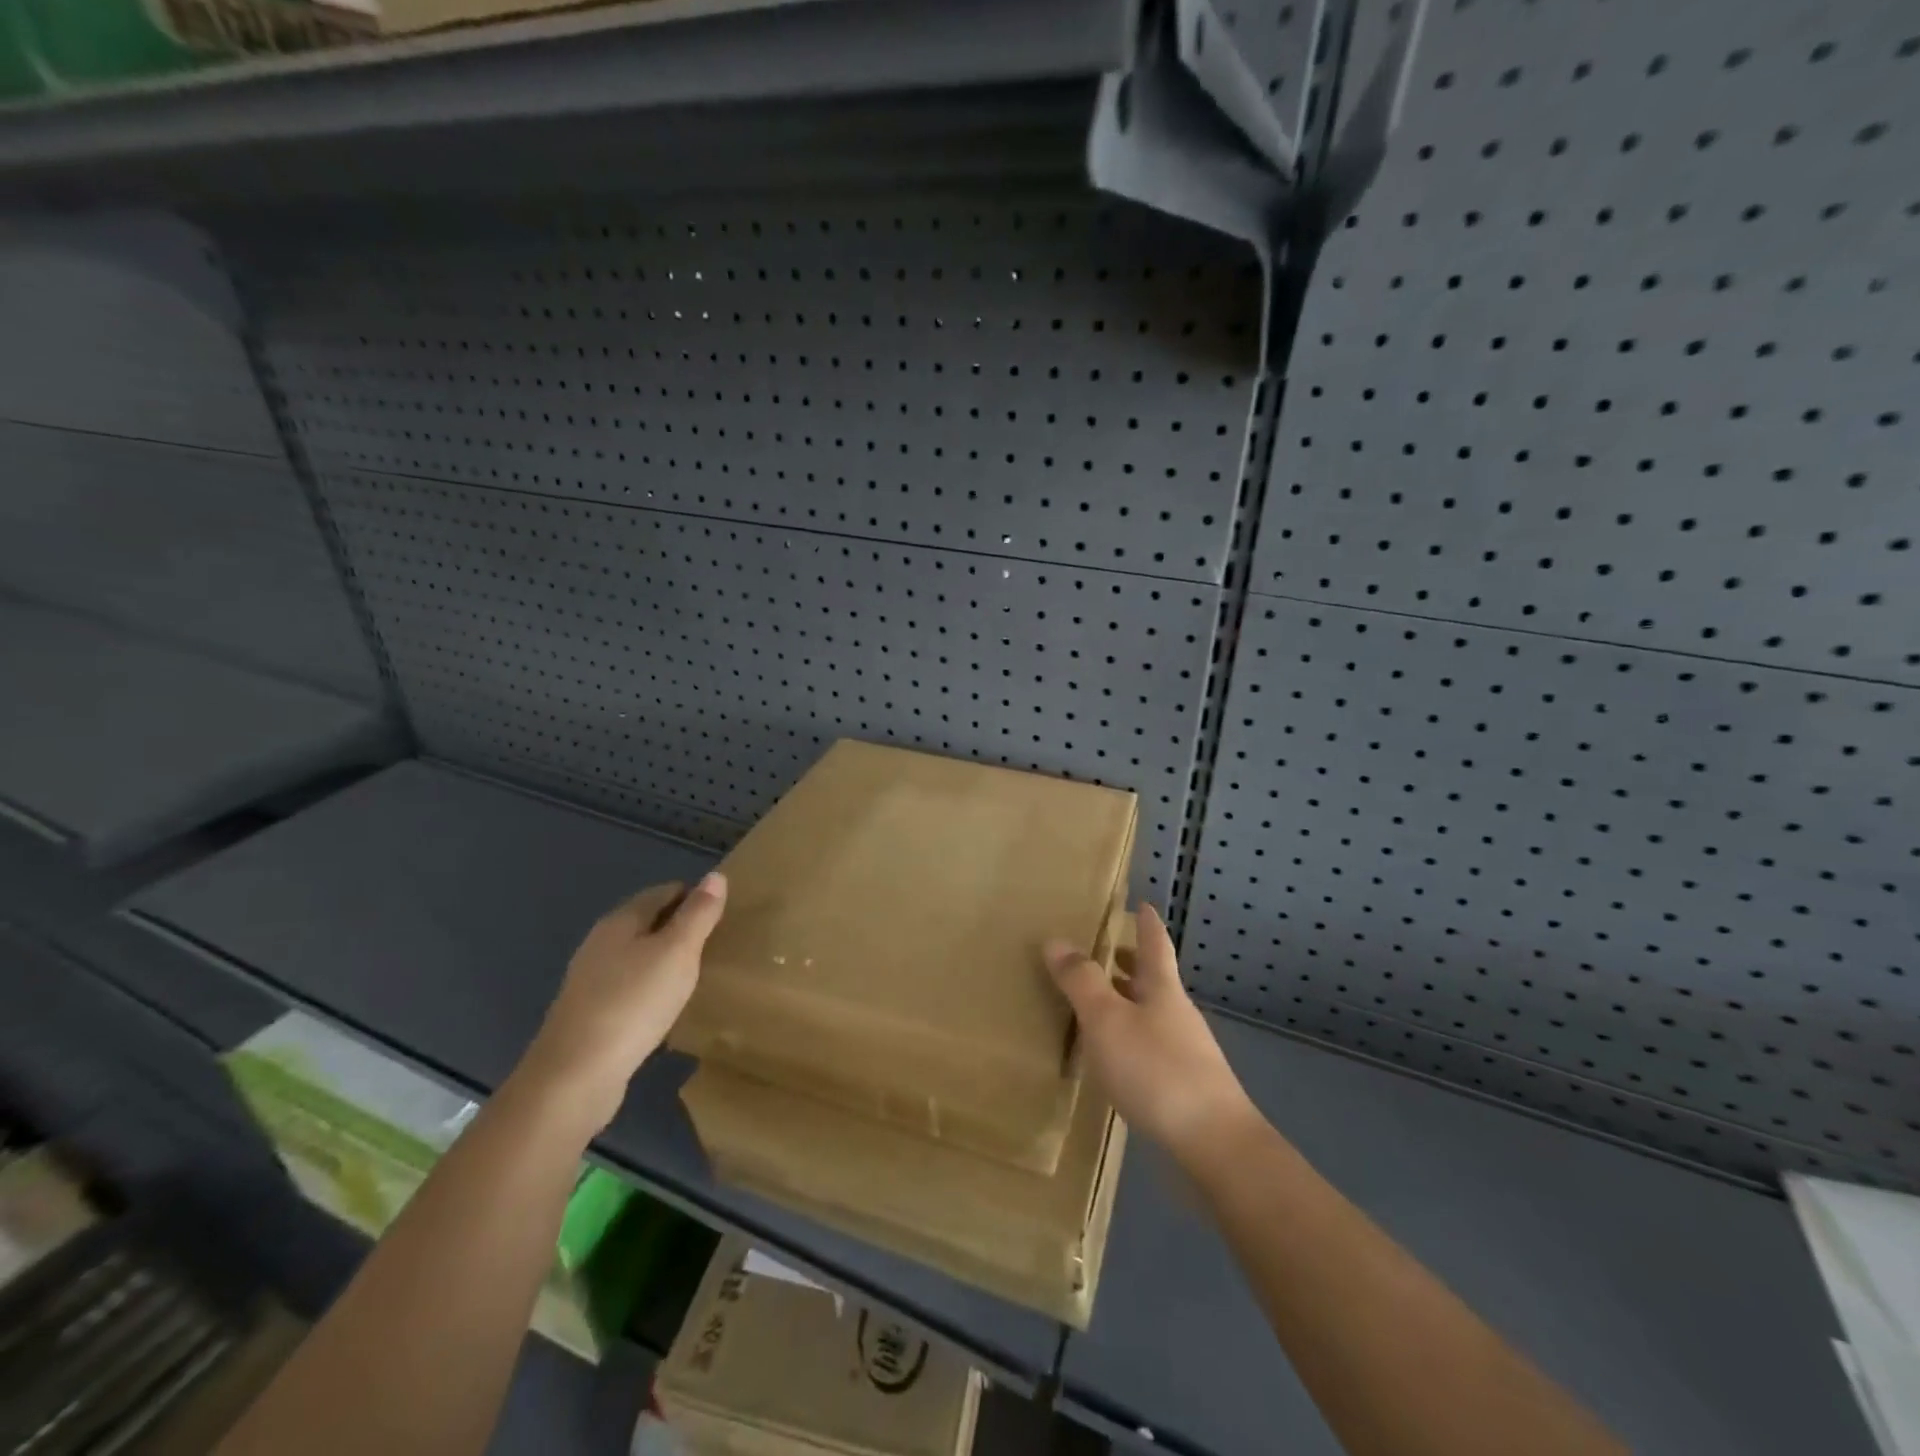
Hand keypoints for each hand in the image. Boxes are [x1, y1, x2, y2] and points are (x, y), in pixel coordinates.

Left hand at [520, 873, 727, 1129]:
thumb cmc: (633, 1003)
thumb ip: (698, 914)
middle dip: (681, 927)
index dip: (696, 897)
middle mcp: (601, 942)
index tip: (725, 915)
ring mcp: (591, 979)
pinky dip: (651, 987)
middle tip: (717, 944)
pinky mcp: (590, 1013)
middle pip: (649, 921)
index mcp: (621, 921)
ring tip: (698, 974)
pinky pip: (629, 986)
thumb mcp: (677, 952)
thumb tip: (716, 875)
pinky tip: (666, 1006)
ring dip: (666, 958)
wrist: (574, 1077)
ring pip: (638, 955)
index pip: (665, 891)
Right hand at [1047, 904, 1254, 1161]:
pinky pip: (1150, 1049)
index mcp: (1163, 990)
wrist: (1213, 1146)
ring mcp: (1185, 1053)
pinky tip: (1114, 1059)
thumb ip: (1081, 981)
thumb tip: (1057, 940)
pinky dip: (1130, 1040)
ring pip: (1152, 1015)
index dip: (1146, 924)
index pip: (1155, 945)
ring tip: (1100, 1004)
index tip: (1142, 904)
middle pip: (1155, 980)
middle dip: (1133, 964)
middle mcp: (1177, 1015)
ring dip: (1129, 1003)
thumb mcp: (1107, 1020)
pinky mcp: (1184, 1088)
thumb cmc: (1156, 1070)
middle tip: (1110, 952)